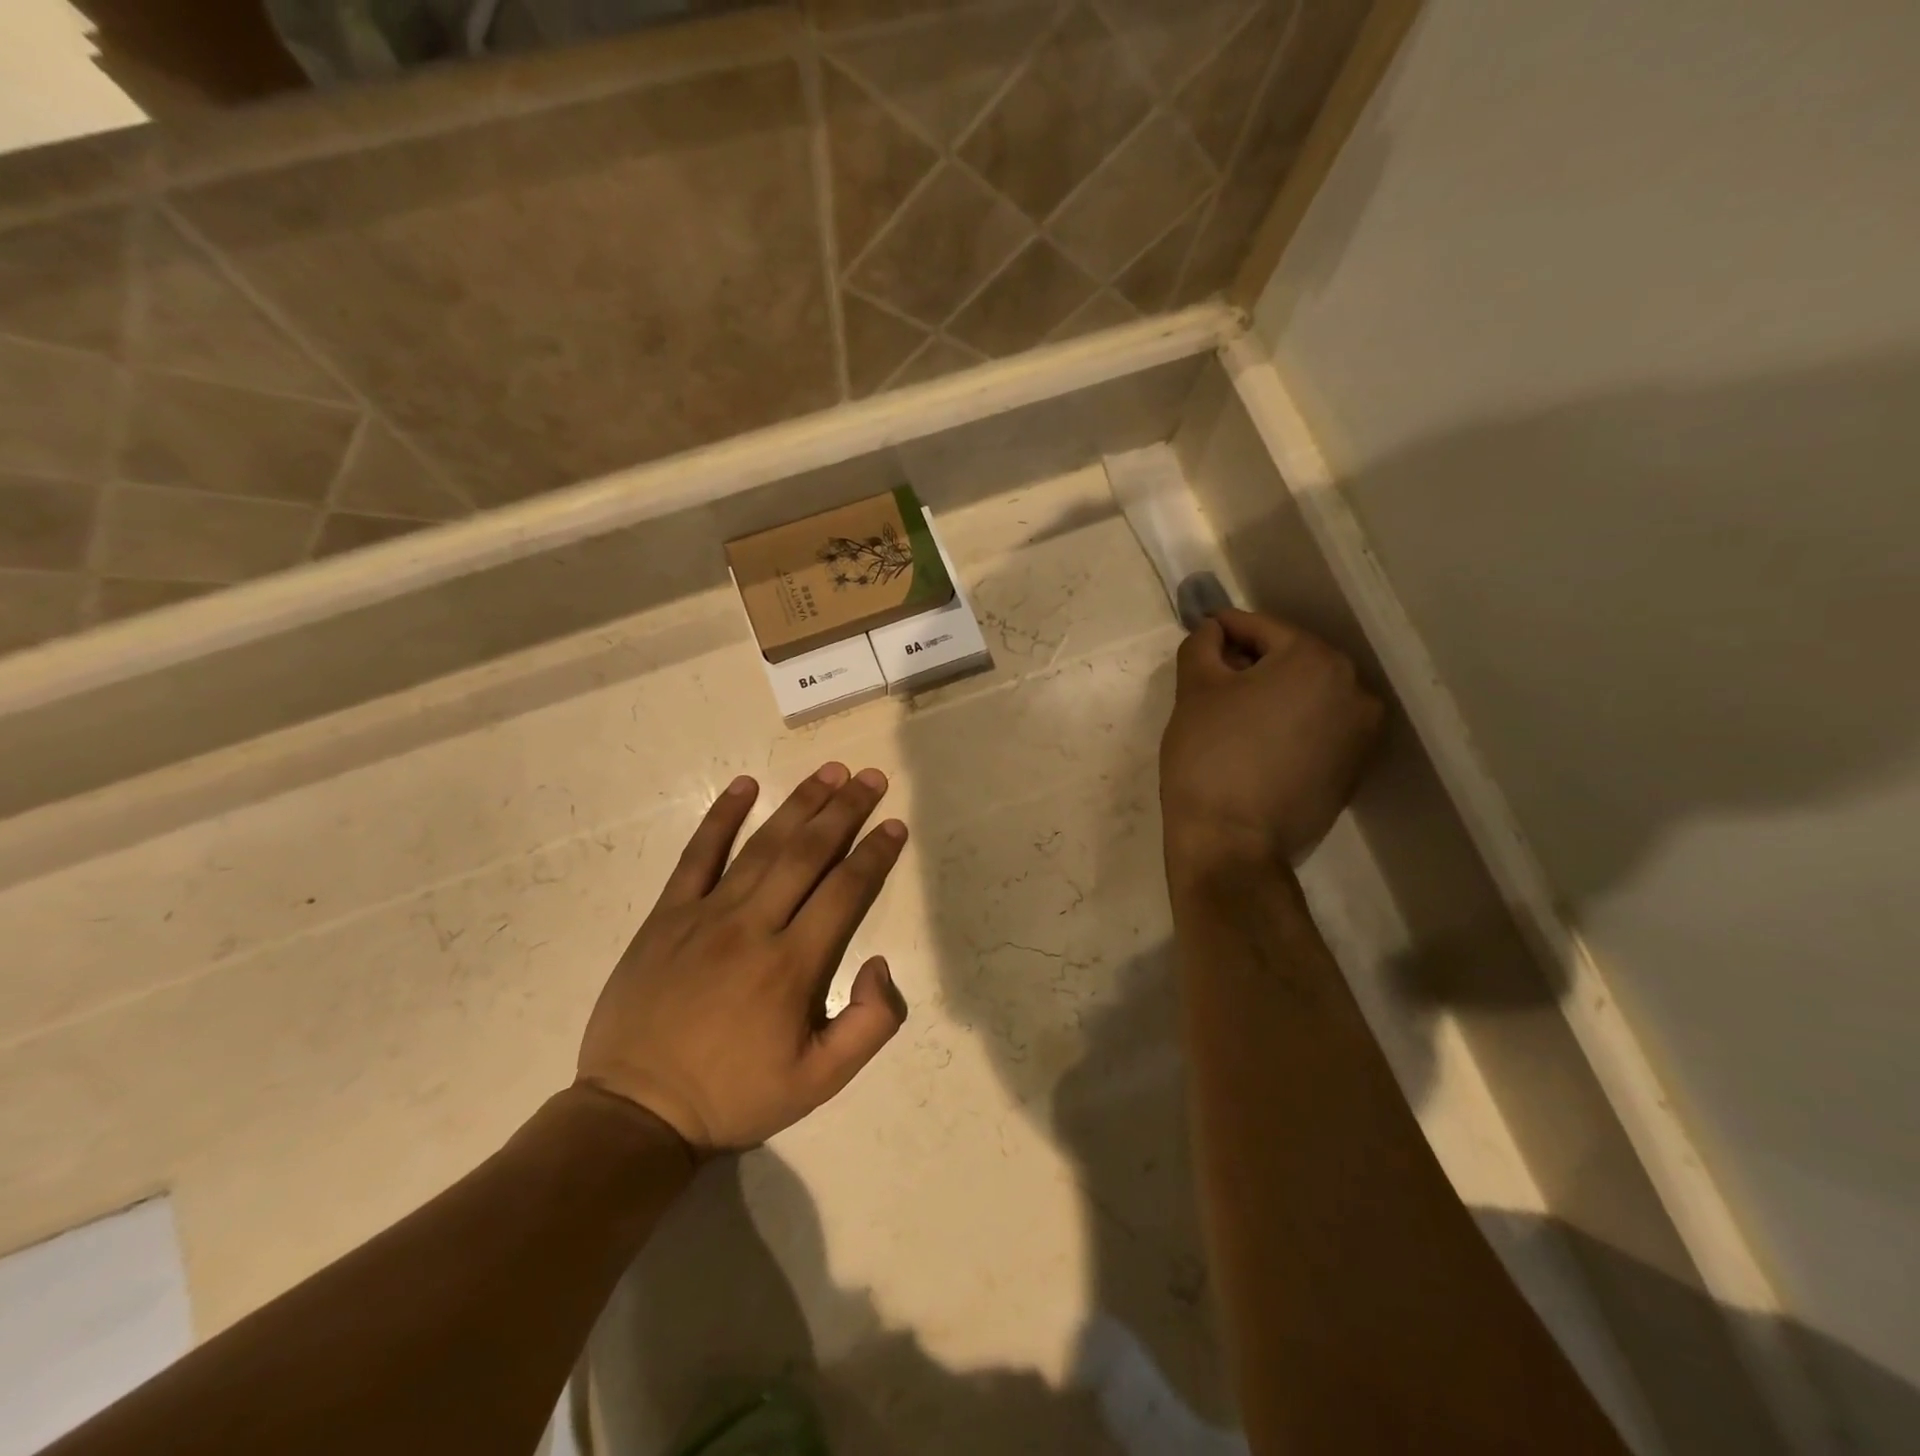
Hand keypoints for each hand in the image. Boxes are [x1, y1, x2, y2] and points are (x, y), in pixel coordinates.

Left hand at [577, 764, 908, 1154]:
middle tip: (871, 777)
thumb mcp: (820, 1081)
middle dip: (845, 811)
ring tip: (829, 772)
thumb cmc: (736, 1095)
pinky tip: (744, 785)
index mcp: (793, 966)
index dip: (875, 854)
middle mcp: (753, 926)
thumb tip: (880, 962)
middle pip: (808, 854)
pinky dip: (721, 817)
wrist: (638, 1111)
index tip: (894, 825)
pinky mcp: (667, 915)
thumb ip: (870, 1024)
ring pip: (762, 846)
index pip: (845, 891)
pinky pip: (697, 855)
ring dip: (799, 804)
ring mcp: (705, 915)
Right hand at [1160, 609, 1384, 870]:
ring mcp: (1361, 732)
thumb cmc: (1209, 756)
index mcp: (1316, 661)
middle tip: (1211, 677)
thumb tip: (1214, 631)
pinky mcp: (1354, 768)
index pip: (1263, 629)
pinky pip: (1317, 727)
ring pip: (1306, 694)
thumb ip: (1203, 645)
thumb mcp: (1195, 690)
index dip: (1226, 629)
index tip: (1202, 631)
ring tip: (1233, 714)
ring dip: (1272, 693)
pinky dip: (1290, 723)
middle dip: (1251, 662)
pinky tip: (1257, 742)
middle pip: (1291, 659)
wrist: (1232, 841)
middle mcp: (1353, 689)